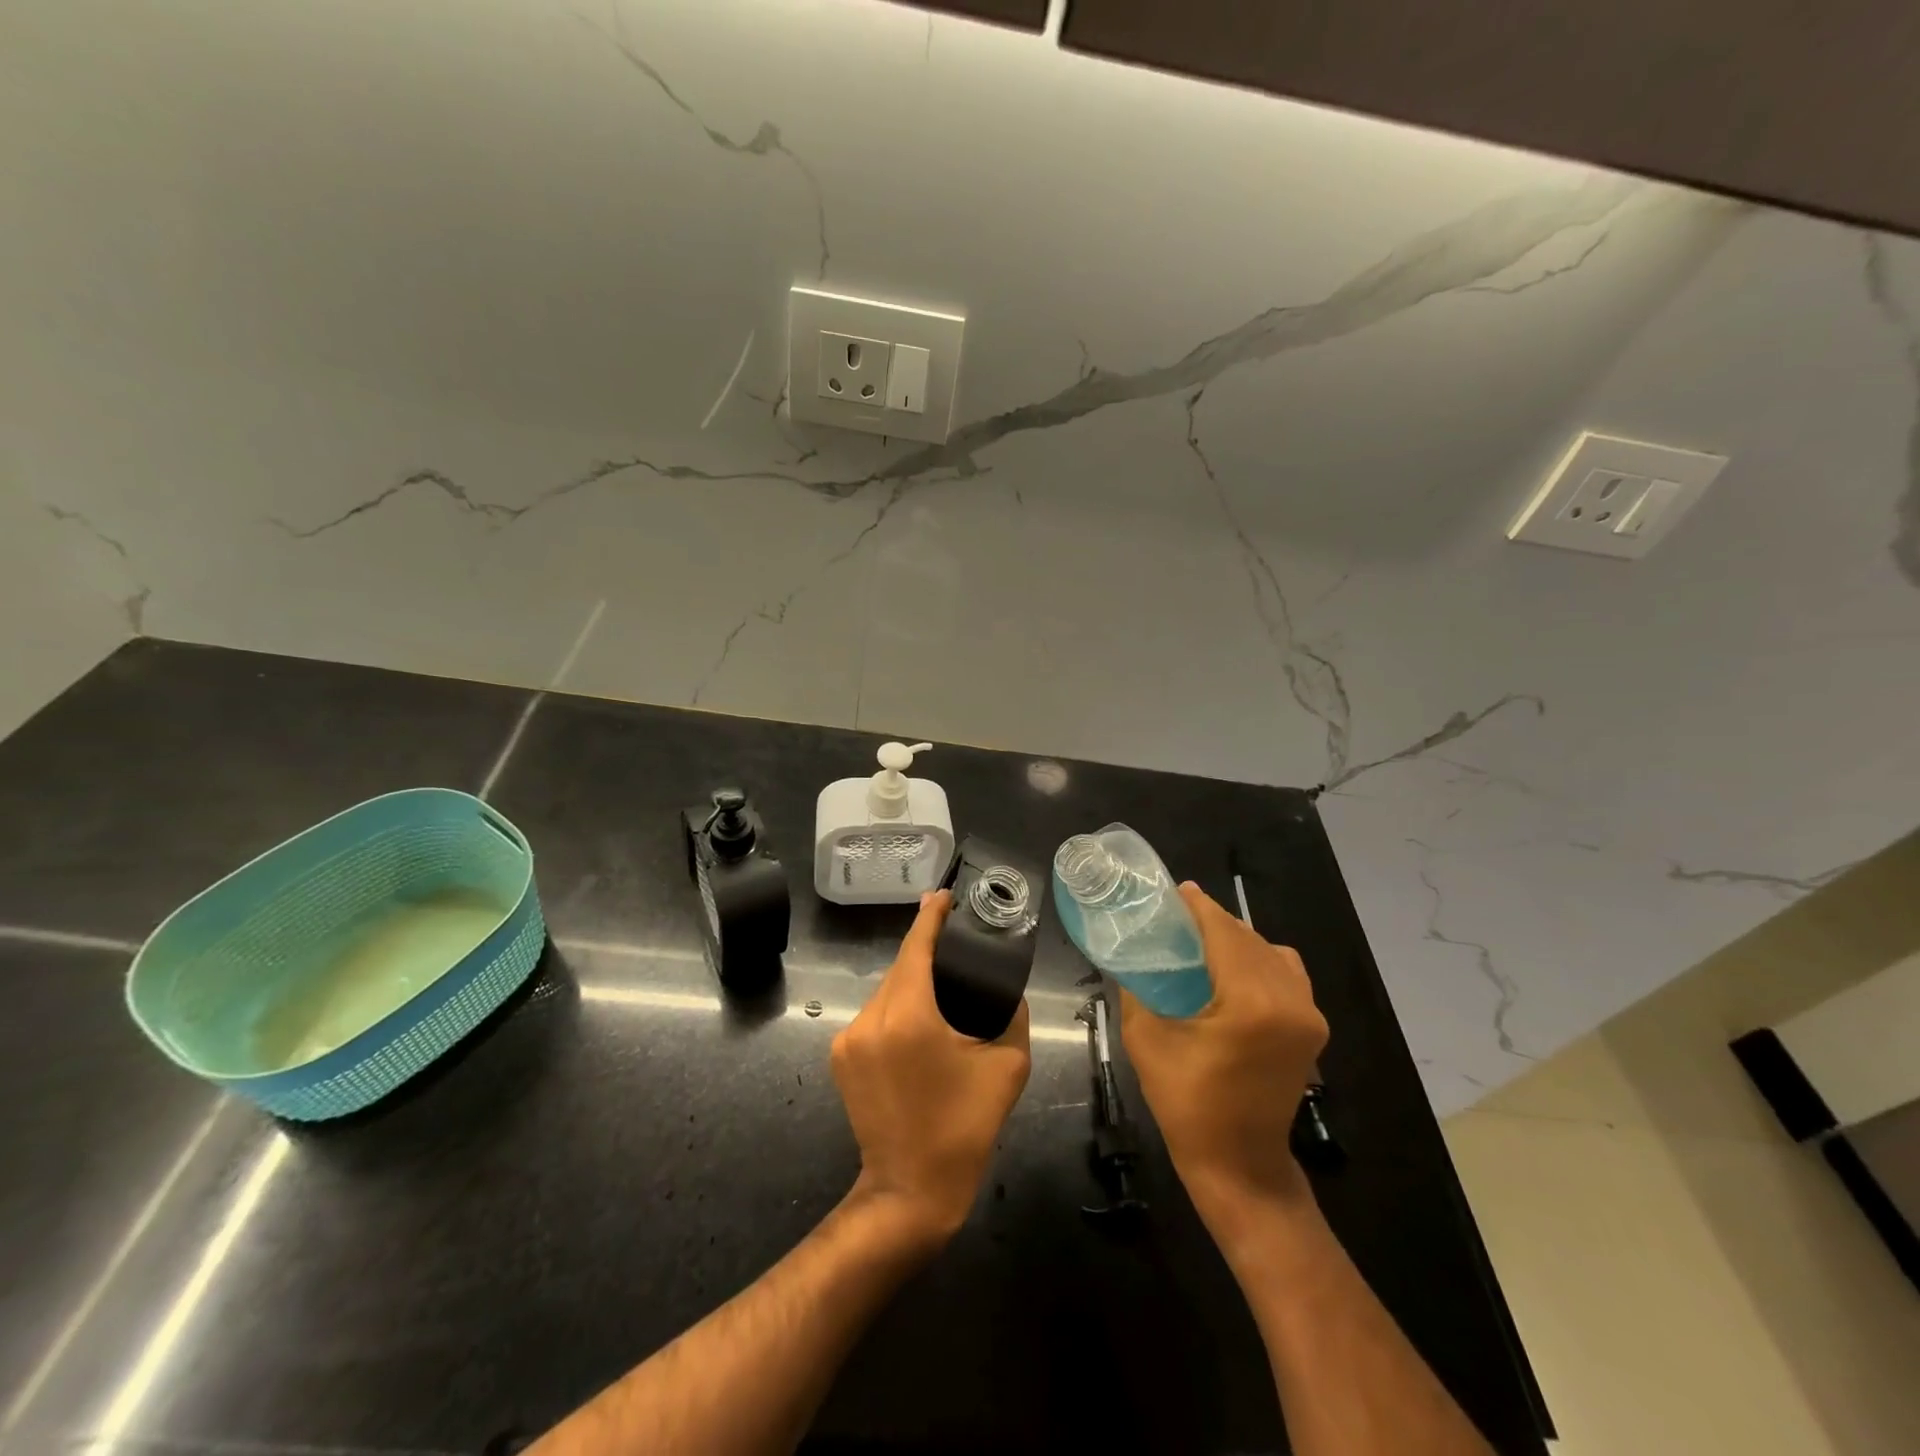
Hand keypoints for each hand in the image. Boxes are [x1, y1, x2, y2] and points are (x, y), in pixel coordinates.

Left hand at [831, 891, 1031, 1244]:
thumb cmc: (963, 1129)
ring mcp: (849, 1038)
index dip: (930, 917)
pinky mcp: (840, 1056)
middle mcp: (871, 1019)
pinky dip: (897, 1007)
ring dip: (911, 981)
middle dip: (925, 950)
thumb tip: (1008, 989)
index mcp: (910, 1017)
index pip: (916, 947)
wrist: (908, 1190)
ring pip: (886, 991)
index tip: (943, 896)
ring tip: (942, 985)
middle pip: (900, 967)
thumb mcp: (1006, 1068)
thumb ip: (1011, 1016)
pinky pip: (874, 1015)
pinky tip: (919, 1020)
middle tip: (956, 941)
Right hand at [1117, 883, 1327, 1241]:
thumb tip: (1131, 955)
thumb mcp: (1147, 1040)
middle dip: (1215, 922)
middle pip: (1249, 939)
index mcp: (1250, 1003)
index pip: (1225, 934)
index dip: (1200, 908)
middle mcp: (1288, 1001)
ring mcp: (1308, 1015)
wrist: (1240, 1164)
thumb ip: (1138, 989)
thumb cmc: (1187, 1105)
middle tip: (1179, 917)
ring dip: (1238, 940)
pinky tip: (1235, 970)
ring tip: (1204, 942)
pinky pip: (1288, 974)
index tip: (1177, 891)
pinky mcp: (1313, 1028)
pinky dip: (1262, 960)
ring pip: (1271, 953)